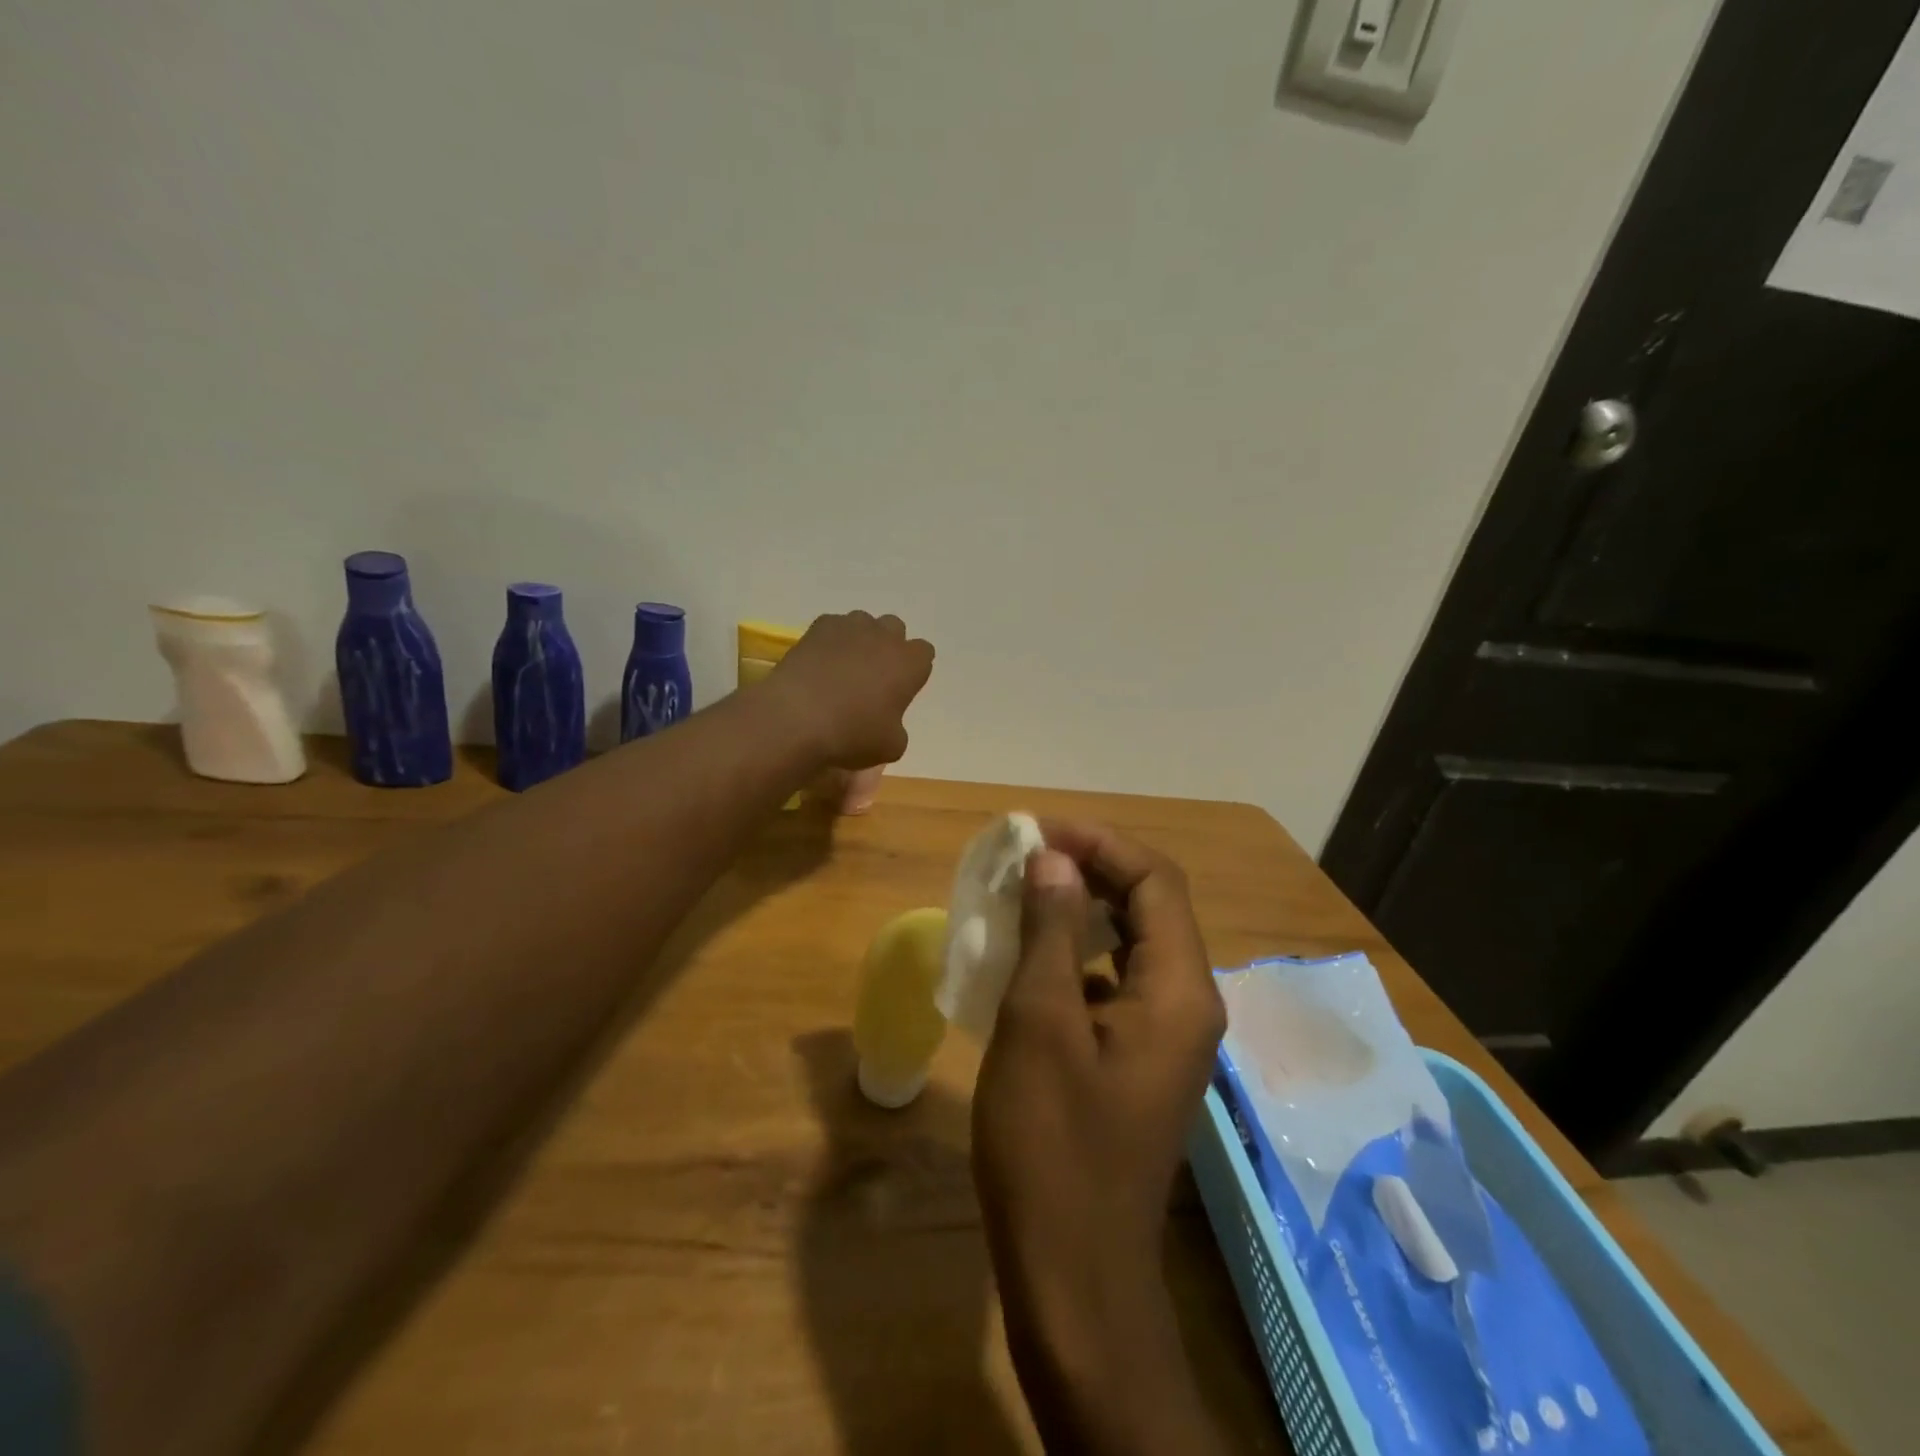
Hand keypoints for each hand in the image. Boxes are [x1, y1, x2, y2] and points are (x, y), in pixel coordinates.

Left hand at [764, 612, 934, 769]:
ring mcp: (850, 627)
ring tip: (843, 668)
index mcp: (909, 663)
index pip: (924, 653)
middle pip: (895, 629)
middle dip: (888, 647)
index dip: (913, 670)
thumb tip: (887, 722)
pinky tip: (819, 665)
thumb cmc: (853, 734)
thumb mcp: (890, 747)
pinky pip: (833, 627)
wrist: (797, 718)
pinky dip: (830, 642)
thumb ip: (897, 728)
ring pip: (864, 623)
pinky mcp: (817, 627)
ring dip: (860, 640)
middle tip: (873, 676)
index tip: (901, 688)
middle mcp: (884, 636)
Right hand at [972, 822, 1227, 1454]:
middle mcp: (1187, 1004)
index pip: (1155, 881)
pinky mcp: (1139, 1061)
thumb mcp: (1039, 1023)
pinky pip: (1116, 984)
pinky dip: (1077, 957)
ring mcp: (1166, 1037)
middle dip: (1090, 871)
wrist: (1073, 1277)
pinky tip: (1030, 960)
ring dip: (1081, 912)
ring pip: (1131, 944)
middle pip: (1150, 907)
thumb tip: (1053, 859)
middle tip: (1025, 859)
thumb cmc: (1051, 1145)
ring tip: (1023, 896)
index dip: (1099, 844)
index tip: (1037, 832)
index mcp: (1178, 990)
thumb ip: (1051, 932)